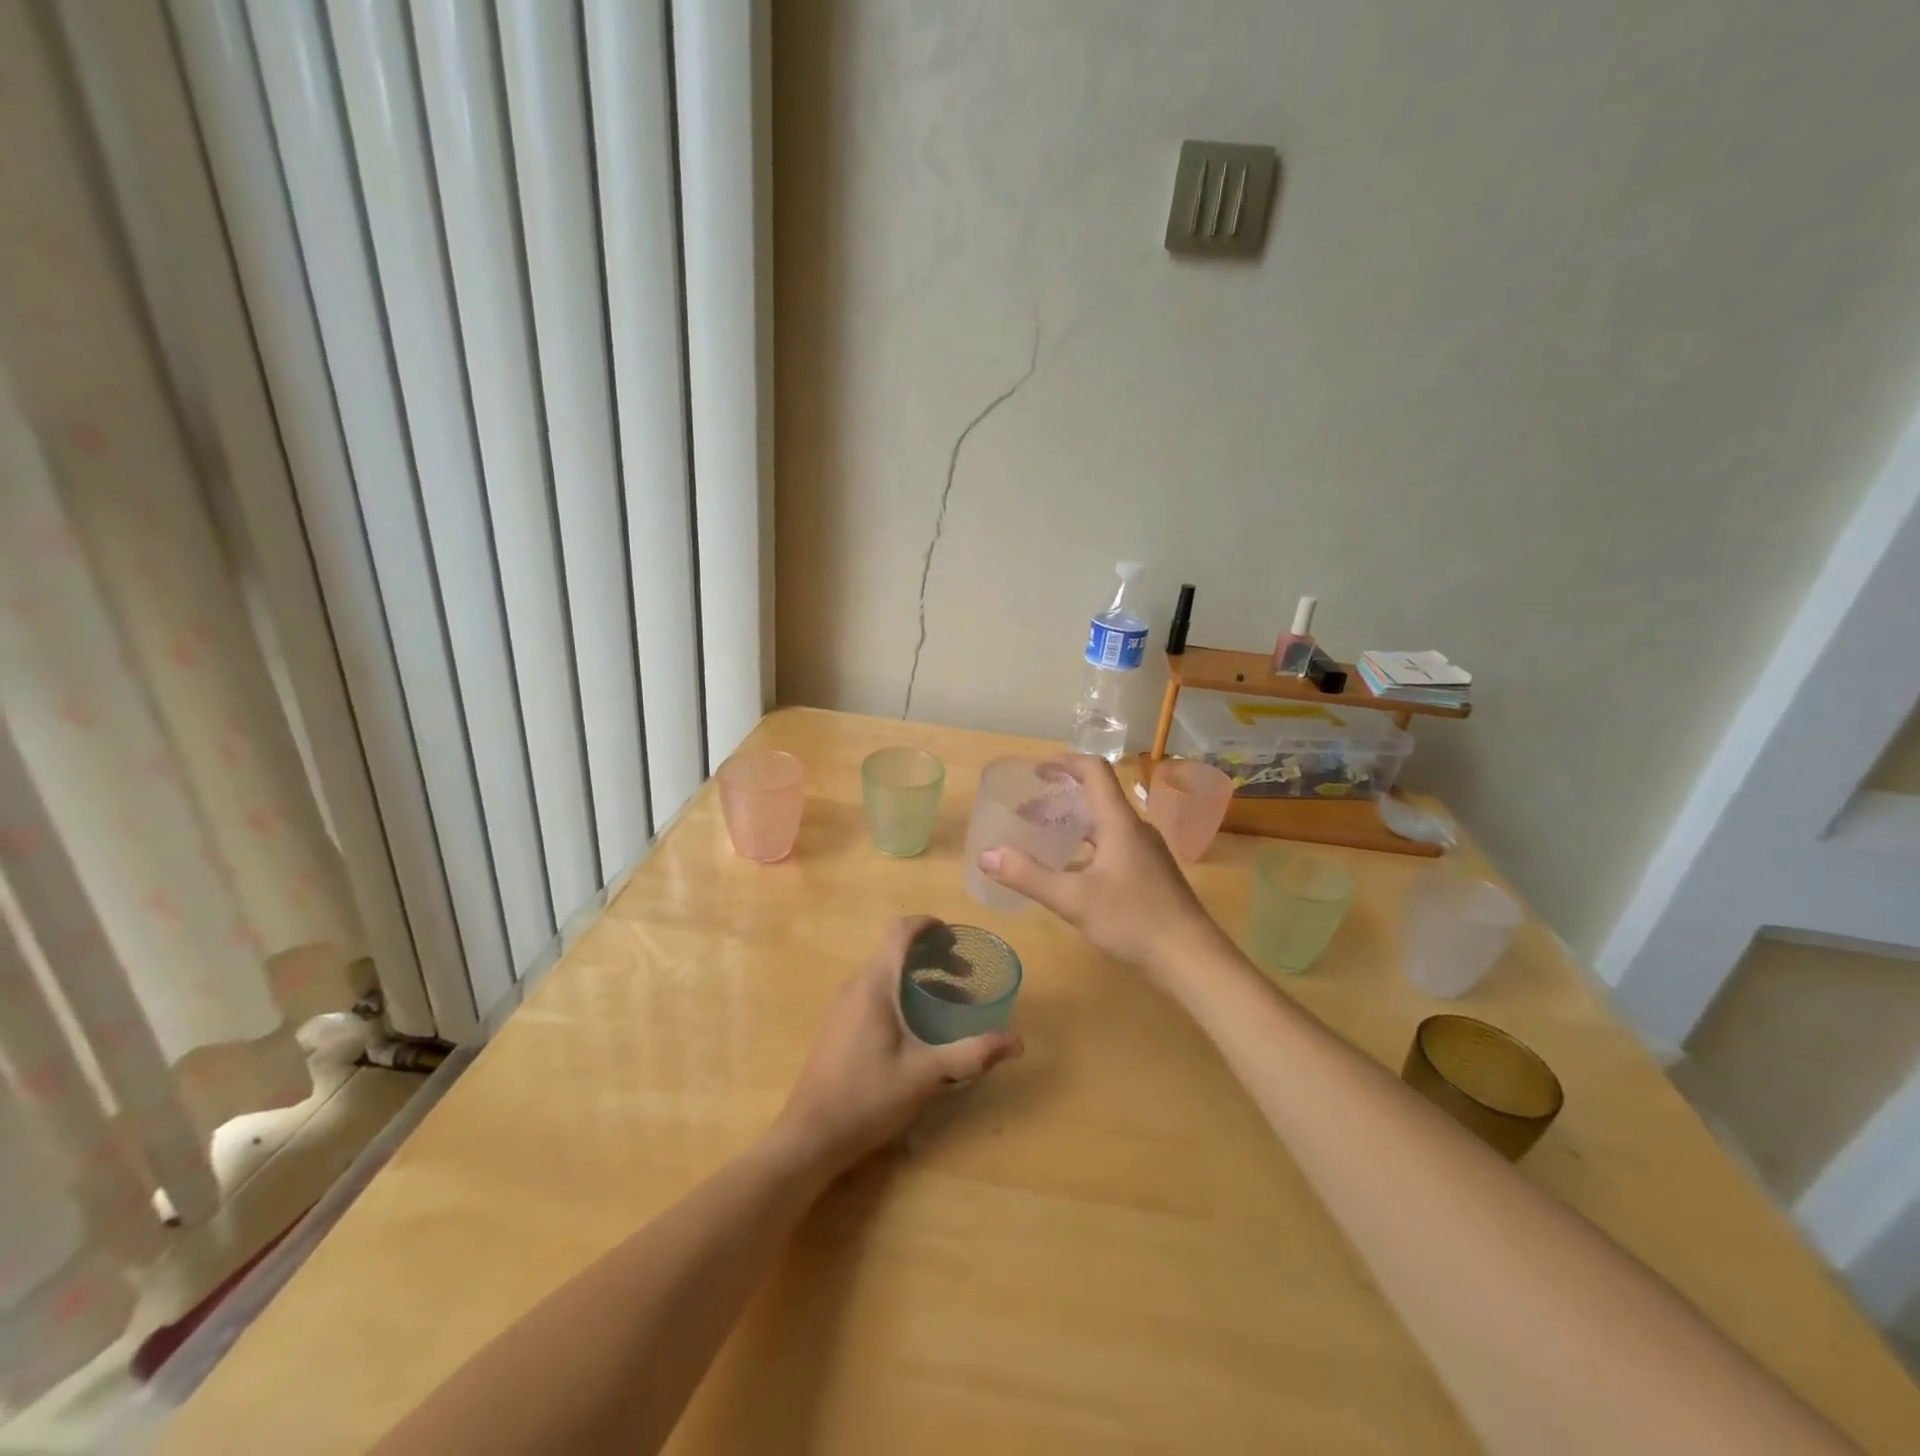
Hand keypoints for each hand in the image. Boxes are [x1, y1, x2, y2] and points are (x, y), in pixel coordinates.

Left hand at [772, 916, 1022, 1173]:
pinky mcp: (839, 1027)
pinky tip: (918, 1029)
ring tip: (950, 1004)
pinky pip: (874, 994)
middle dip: (933, 957)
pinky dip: (901, 995)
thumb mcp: (926, 1075)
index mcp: (875, 984)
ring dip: (918, 979)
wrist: (810, 1136)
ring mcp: (844, 1006)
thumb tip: (1016, 1041)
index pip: (900, 931)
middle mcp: (857, 986)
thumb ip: (972, 1054)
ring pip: (885, 975)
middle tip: (966, 977)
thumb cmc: (868, 1097)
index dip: (929, 925)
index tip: (956, 938)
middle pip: (896, 952)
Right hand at [977, 756, 1224, 979]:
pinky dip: (1085, 846)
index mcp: (1120, 822)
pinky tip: (1069, 873)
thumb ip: (1028, 876)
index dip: (1063, 763)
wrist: (1192, 959)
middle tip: (1025, 811)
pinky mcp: (1149, 874)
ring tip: (1041, 838)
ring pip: (1104, 824)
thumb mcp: (1073, 899)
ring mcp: (1146, 852)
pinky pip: (1112, 845)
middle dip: (1059, 798)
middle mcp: (1135, 829)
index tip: (1034, 771)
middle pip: (1096, 797)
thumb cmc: (1133, 920)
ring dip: (1072, 824)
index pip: (1094, 771)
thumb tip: (986, 855)